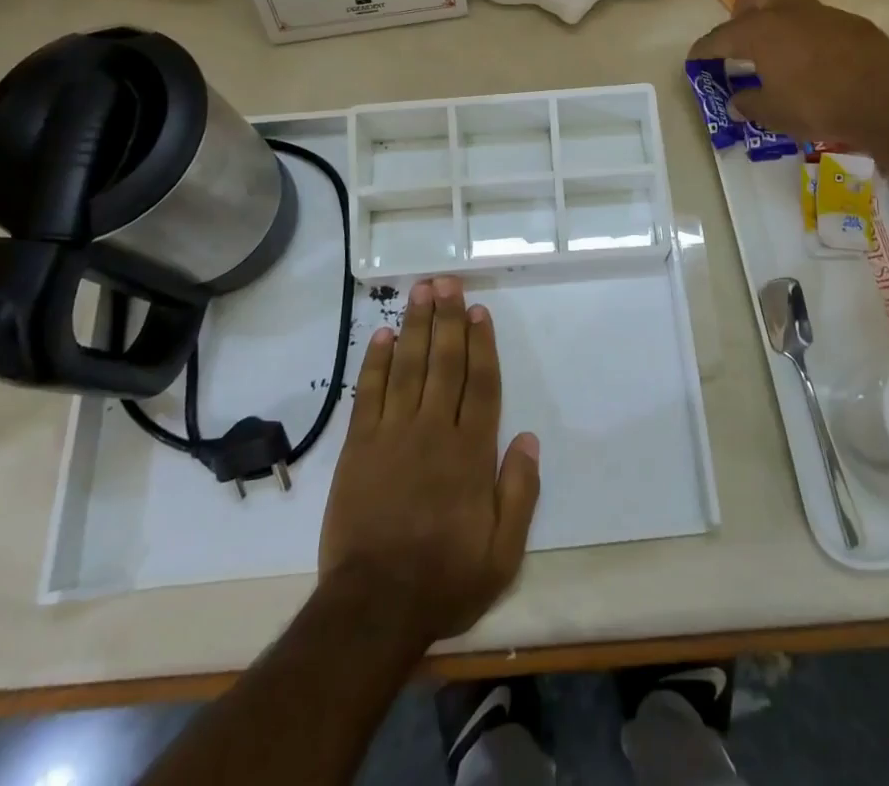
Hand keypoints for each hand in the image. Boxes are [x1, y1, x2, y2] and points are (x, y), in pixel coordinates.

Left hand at [318, 276, 540, 647]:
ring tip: (419, 292)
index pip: (480, 383)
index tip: (478, 310)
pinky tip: (381, 336)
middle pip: (444, 362)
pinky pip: (369, 393)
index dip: (482, 343)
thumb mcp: (503, 552)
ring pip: (407, 367)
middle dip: (447, 319)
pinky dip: (375, 362)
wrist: (373, 607)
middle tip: (446, 281)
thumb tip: (529, 438)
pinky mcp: (359, 446)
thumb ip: (520, 492)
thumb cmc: (444, 578)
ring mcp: (392, 434)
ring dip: (414, 326)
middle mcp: (433, 430)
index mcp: (470, 452)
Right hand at [688, 0, 888, 154]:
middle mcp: (789, 12)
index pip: (721, 36)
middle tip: (743, 38)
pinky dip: (810, 36)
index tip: (695, 59)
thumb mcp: (774, 114)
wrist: (887, 101)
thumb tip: (736, 101)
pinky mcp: (853, 24)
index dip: (704, 49)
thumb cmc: (818, 106)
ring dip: (780, 22)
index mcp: (761, 31)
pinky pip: (821, 22)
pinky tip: (817, 63)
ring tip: (780, 54)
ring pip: (792, 4)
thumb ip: (749, 104)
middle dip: (744, 9)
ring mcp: (824, 14)